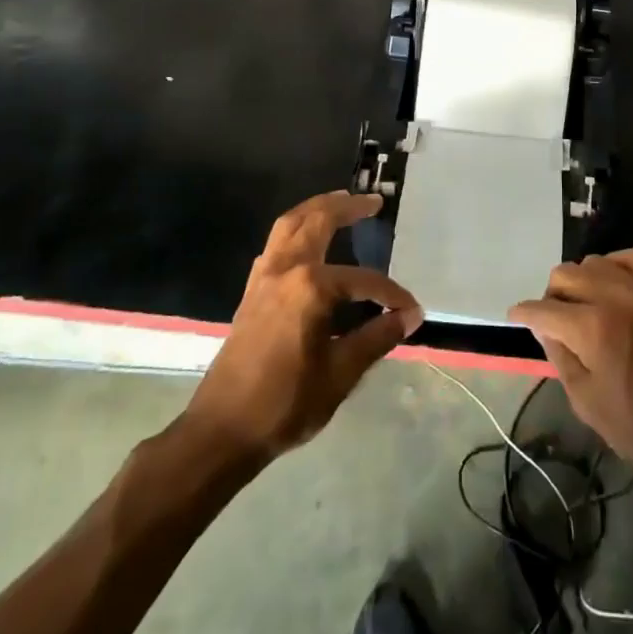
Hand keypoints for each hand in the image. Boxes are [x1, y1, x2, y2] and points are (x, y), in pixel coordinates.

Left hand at [184, 191, 420, 465]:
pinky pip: (274, 245)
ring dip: (315, 209)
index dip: (391, 295)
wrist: (221, 432)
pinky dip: (294, 231)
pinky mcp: (251, 293)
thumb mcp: (341, 374)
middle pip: (316, 221)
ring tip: (340, 203)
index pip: (363, 280)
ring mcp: (262, 279)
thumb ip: (377, 338)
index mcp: (310, 287)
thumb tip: (409, 316)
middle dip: (346, 208)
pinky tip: (307, 243)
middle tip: (372, 201)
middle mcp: (284, 271)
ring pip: (289, 225)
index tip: (411, 312)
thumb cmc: (285, 403)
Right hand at [509, 251, 632, 507]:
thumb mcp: (587, 402)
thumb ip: (560, 357)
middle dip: (550, 297)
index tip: (516, 317)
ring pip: (594, 262)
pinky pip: (632, 258)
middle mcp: (615, 297)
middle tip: (553, 321)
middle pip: (565, 275)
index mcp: (592, 330)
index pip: (542, 309)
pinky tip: (610, 287)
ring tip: (583, 307)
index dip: (523, 314)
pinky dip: (613, 267)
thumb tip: (544, 328)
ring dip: (580, 281)